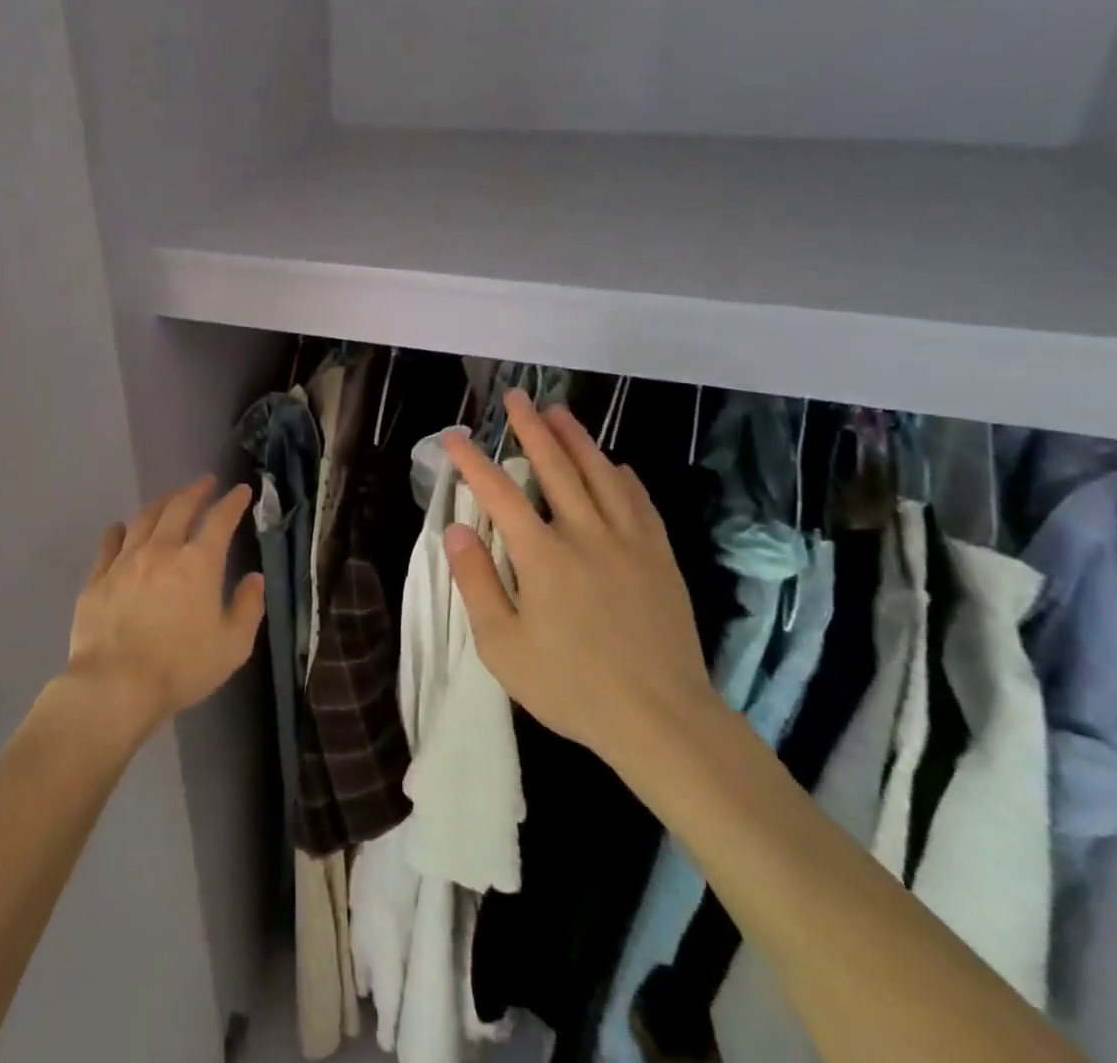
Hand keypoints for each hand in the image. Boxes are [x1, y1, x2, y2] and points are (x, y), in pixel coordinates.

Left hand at [66, 475, 265, 731]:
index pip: (220, 519)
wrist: (115, 685)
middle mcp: (162, 550)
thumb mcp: (232, 645)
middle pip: (179, 507)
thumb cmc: (181, 667)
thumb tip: (254, 578)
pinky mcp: (98, 578)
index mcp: (199, 562)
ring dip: (161, 503)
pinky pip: (109, 542)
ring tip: (169, 499)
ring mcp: (125, 560)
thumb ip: (248, 607)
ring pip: (144, 518)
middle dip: (195, 490)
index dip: (233, 502)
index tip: (241, 490)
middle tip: (204, 483)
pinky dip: (120, 530)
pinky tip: (122, 528)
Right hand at [441, 389, 720, 768]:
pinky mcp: (659, 557)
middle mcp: (586, 535)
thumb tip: (456, 530)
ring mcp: (629, 543)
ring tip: (559, 411)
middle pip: (555, 467)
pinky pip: (640, 502)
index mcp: (543, 557)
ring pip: (600, 474)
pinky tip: (615, 465)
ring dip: (577, 439)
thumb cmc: (572, 687)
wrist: (661, 720)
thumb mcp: (504, 646)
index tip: (454, 435)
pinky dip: (623, 476)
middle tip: (516, 397)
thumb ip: (477, 582)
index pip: (499, 494)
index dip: (473, 461)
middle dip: (530, 428)